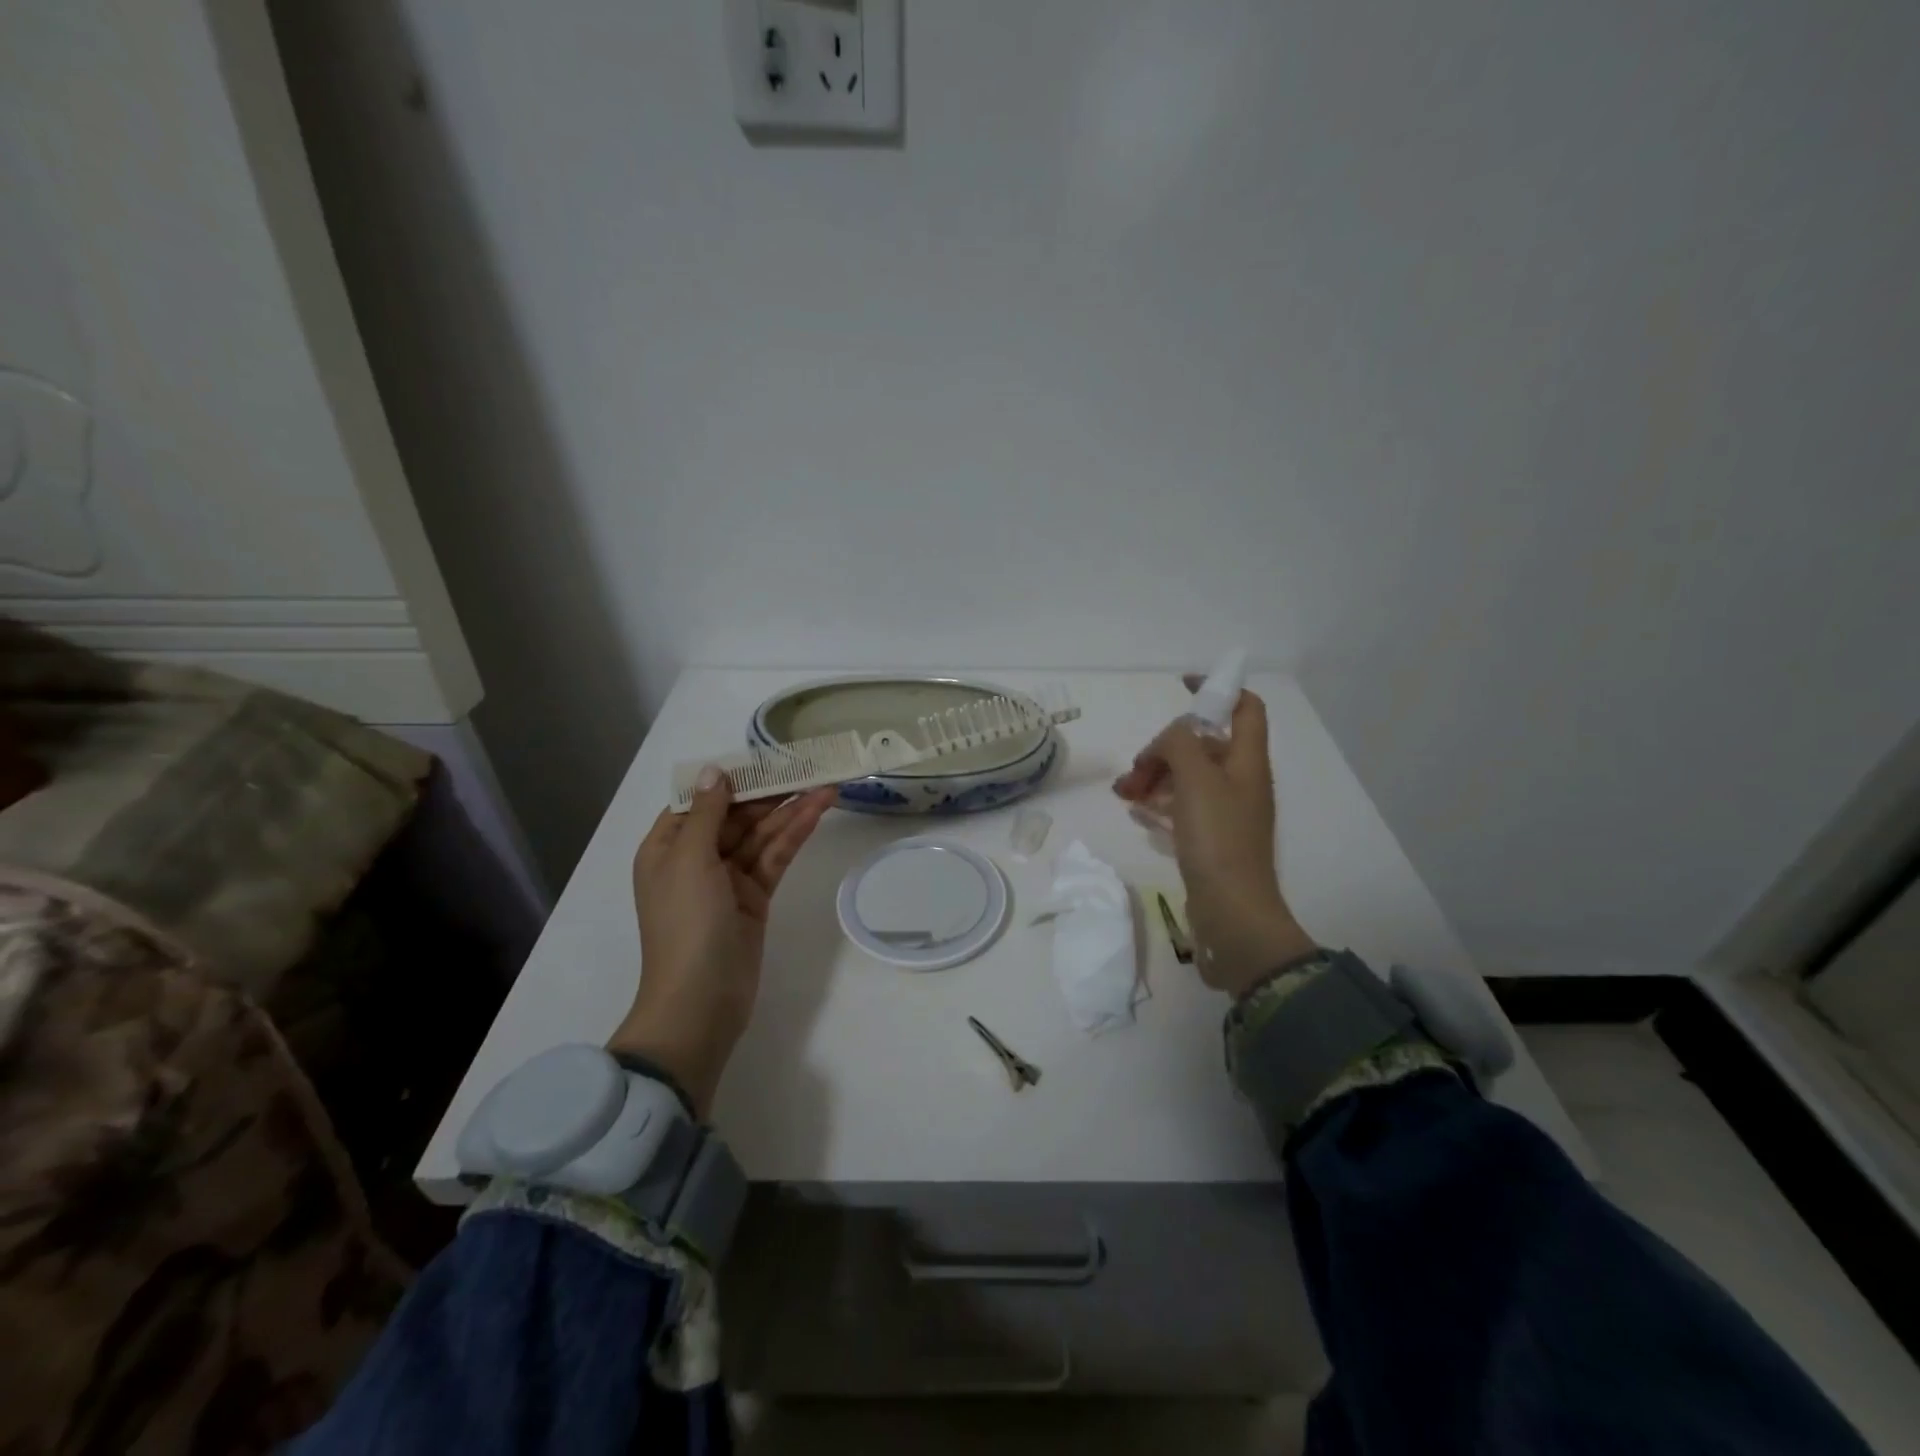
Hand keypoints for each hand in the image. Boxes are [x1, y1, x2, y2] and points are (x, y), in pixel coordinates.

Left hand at [609, 770, 836, 1116]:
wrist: (701, 1002)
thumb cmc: (686, 925)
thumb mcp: (689, 861)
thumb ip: (708, 813)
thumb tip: (715, 770)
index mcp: (668, 847)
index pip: (702, 801)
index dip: (734, 779)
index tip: (767, 759)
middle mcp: (696, 858)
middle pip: (737, 815)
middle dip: (772, 793)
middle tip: (810, 767)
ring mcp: (728, 879)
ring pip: (762, 835)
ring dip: (791, 811)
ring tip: (828, 785)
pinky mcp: (754, 897)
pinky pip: (774, 858)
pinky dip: (795, 836)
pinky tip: (818, 813)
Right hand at [1112, 686, 1316, 996]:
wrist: (1232, 913)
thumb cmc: (1218, 839)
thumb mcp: (1196, 779)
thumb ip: (1179, 743)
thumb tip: (1170, 739)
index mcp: (1247, 761)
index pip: (1244, 707)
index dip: (1218, 689)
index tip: (1183, 686)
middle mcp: (1240, 782)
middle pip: (1203, 744)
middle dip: (1165, 747)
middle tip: (1136, 768)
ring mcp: (1225, 813)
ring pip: (1187, 777)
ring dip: (1154, 776)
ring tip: (1123, 792)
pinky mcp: (1209, 839)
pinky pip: (1180, 808)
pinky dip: (1158, 802)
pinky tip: (1133, 808)